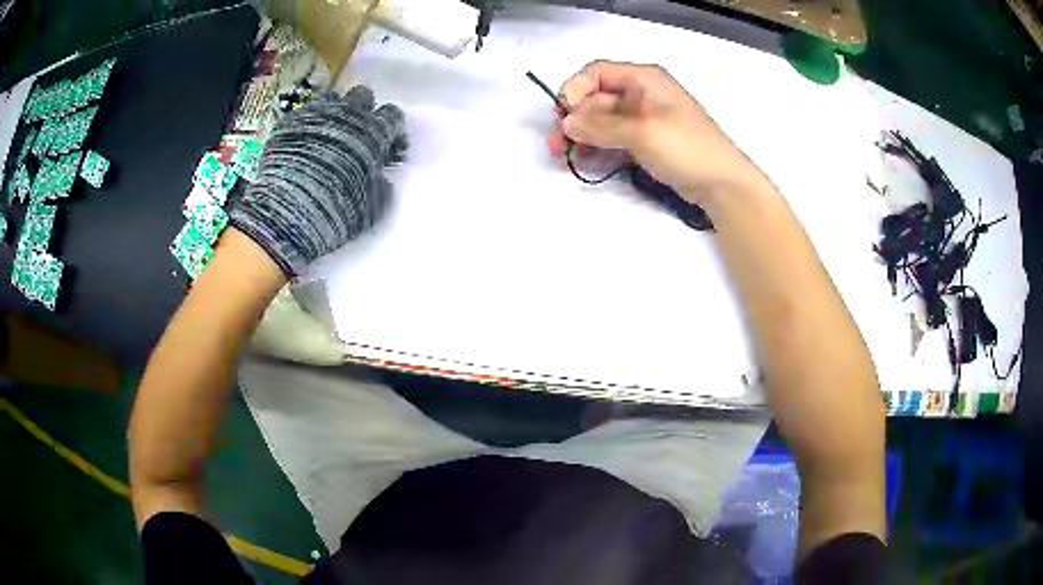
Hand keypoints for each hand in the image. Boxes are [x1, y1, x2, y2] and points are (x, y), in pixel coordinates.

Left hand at [229, 86, 406, 275]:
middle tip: (358, 135)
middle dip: (364, 112)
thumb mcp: (373, 206)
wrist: (287, 212)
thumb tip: (380, 177)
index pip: (393, 116)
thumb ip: (381, 184)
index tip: (389, 147)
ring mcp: (316, 115)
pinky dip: (308, 125)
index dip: (393, 130)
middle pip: (363, 97)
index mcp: (374, 132)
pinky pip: (304, 114)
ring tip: (329, 136)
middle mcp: (348, 115)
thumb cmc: (337, 211)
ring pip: (333, 100)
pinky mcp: (289, 122)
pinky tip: (303, 144)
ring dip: (335, 114)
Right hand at [550, 61, 761, 203]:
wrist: (722, 184)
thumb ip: (601, 126)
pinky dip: (598, 148)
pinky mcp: (646, 141)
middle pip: (596, 99)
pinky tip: (585, 161)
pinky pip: (614, 138)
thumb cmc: (686, 148)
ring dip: (582, 136)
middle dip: (574, 120)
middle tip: (556, 146)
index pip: (597, 73)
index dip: (575, 90)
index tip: (563, 116)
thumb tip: (567, 124)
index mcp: (643, 79)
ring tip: (565, 158)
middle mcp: (641, 93)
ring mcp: (644, 118)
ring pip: (602, 121)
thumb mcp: (642, 132)